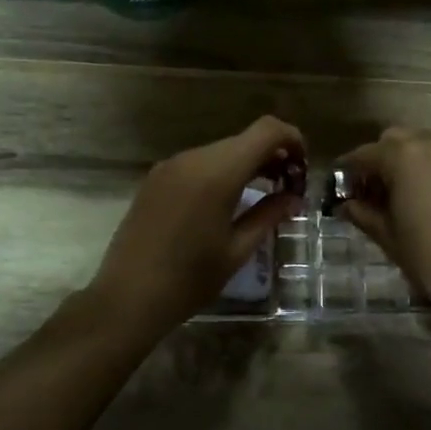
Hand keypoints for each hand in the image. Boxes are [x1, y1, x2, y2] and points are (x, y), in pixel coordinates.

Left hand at [88, 115, 304, 333]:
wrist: (127, 298)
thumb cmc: (189, 279)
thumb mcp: (237, 250)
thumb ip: (269, 215)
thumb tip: (294, 197)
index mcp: (217, 172)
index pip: (266, 131)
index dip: (292, 140)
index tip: (303, 167)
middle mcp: (193, 158)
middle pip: (244, 140)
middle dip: (272, 156)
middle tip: (288, 188)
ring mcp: (170, 166)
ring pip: (221, 151)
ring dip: (246, 164)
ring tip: (262, 195)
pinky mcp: (156, 178)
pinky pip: (198, 163)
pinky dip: (221, 172)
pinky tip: (227, 201)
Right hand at [335, 127, 430, 315]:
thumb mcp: (388, 237)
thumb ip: (363, 213)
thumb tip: (346, 205)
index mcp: (404, 156)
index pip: (366, 154)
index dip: (350, 170)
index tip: (343, 185)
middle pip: (397, 140)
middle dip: (382, 159)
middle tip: (375, 190)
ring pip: (427, 144)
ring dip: (412, 160)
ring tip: (408, 192)